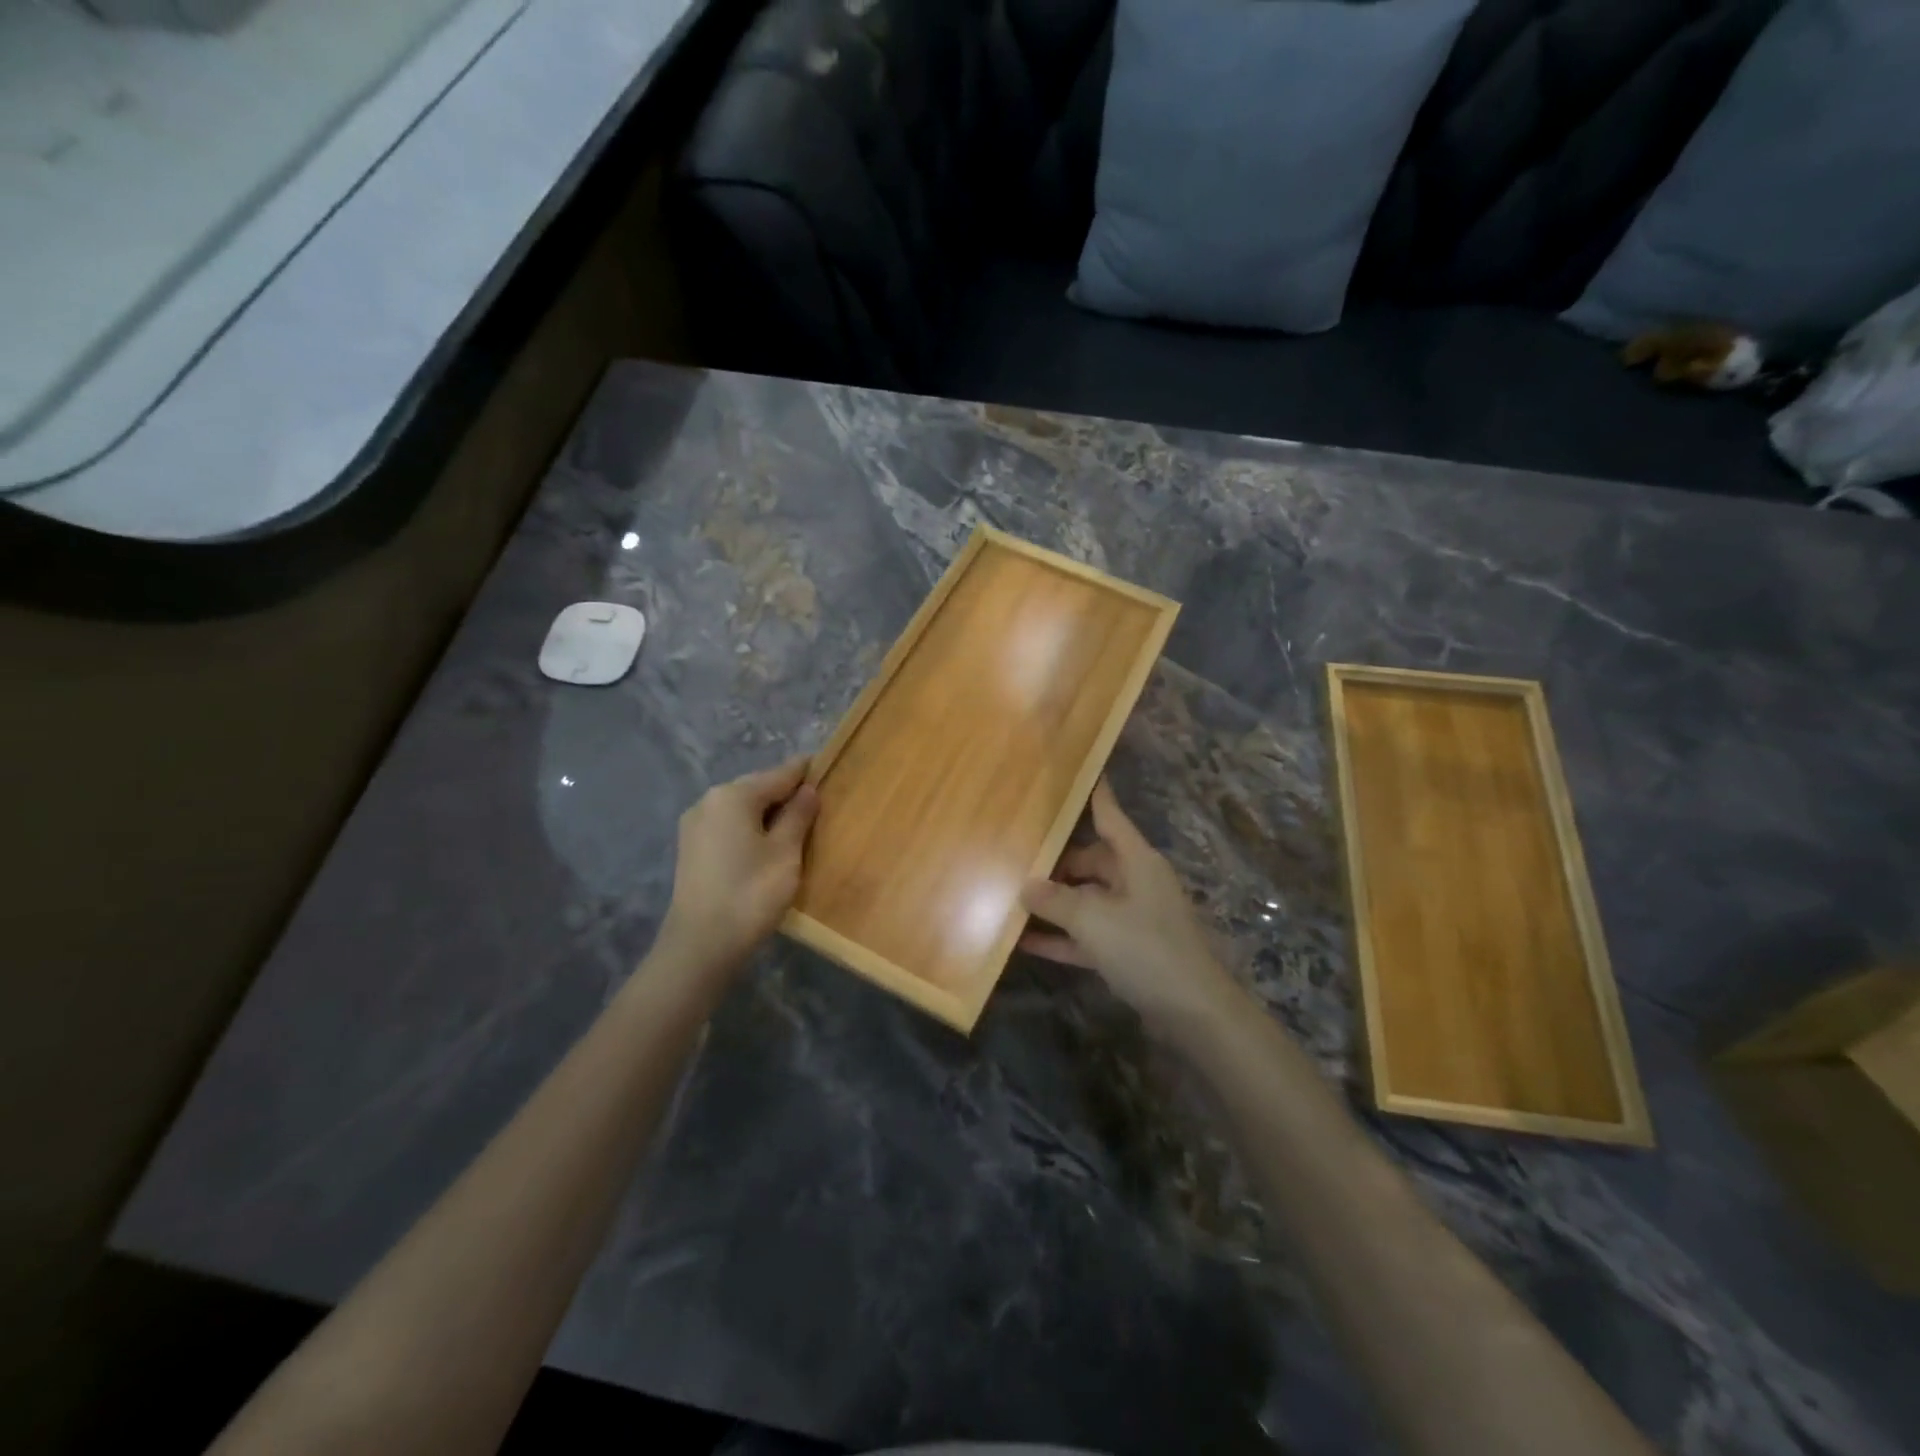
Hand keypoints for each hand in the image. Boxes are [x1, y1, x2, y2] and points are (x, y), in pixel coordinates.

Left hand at [659, 757, 818, 971]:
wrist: (701, 945)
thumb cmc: (751, 893)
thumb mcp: (786, 852)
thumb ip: (798, 816)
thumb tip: (808, 790)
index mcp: (733, 795)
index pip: (778, 774)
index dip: (805, 771)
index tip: (826, 766)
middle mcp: (709, 800)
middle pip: (757, 788)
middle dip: (785, 794)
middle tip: (816, 803)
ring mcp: (695, 825)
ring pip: (741, 808)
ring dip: (767, 813)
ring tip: (795, 826)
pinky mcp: (691, 848)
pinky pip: (728, 826)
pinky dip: (749, 828)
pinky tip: (766, 845)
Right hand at [1020, 780, 1242, 1033]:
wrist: (1193, 1012)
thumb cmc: (1146, 948)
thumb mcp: (1094, 919)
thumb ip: (1056, 901)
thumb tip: (1026, 886)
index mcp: (1137, 861)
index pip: (1110, 817)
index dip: (1094, 795)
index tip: (1078, 771)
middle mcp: (1136, 882)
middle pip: (1091, 861)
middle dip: (1057, 863)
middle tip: (1016, 856)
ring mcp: (1132, 918)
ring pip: (1087, 900)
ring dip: (1055, 903)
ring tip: (1013, 896)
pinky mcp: (1128, 950)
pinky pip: (1087, 935)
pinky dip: (1062, 937)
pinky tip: (1025, 941)